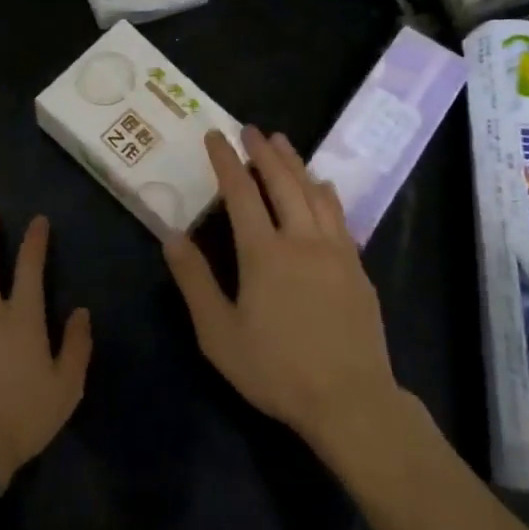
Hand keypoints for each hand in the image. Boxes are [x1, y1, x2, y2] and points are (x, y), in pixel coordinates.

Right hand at [163, 127, 400, 452]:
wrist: (350, 400)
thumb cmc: (276, 370)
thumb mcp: (219, 334)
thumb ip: (194, 282)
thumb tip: (171, 236)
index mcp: (264, 253)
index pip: (241, 193)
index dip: (226, 161)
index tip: (216, 136)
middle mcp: (301, 240)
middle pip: (282, 182)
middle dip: (264, 152)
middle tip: (251, 129)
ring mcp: (335, 251)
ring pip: (314, 192)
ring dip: (296, 163)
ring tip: (282, 143)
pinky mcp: (357, 267)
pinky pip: (339, 215)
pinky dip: (326, 192)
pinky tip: (323, 186)